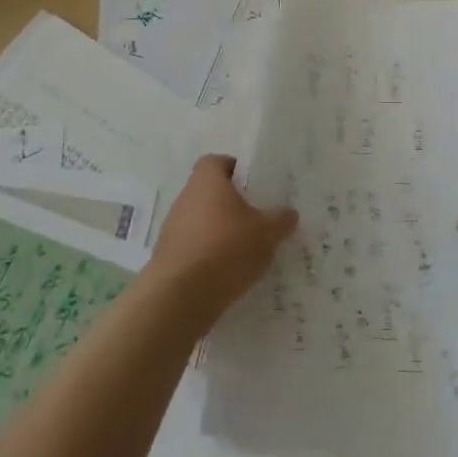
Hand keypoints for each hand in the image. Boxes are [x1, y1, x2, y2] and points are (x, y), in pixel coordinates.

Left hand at [145, 155, 296, 317]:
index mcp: (207, 181)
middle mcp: (185, 198)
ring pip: (201, 221)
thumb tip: (289, 213)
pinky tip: (227, 272)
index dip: (234, 169)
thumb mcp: (267, 232)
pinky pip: (193, 247)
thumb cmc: (227, 248)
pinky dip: (208, 255)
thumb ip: (281, 219)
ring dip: (219, 231)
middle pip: (209, 192)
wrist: (182, 295)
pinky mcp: (168, 257)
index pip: (216, 161)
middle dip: (230, 204)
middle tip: (256, 218)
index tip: (252, 185)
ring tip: (245, 249)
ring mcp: (172, 228)